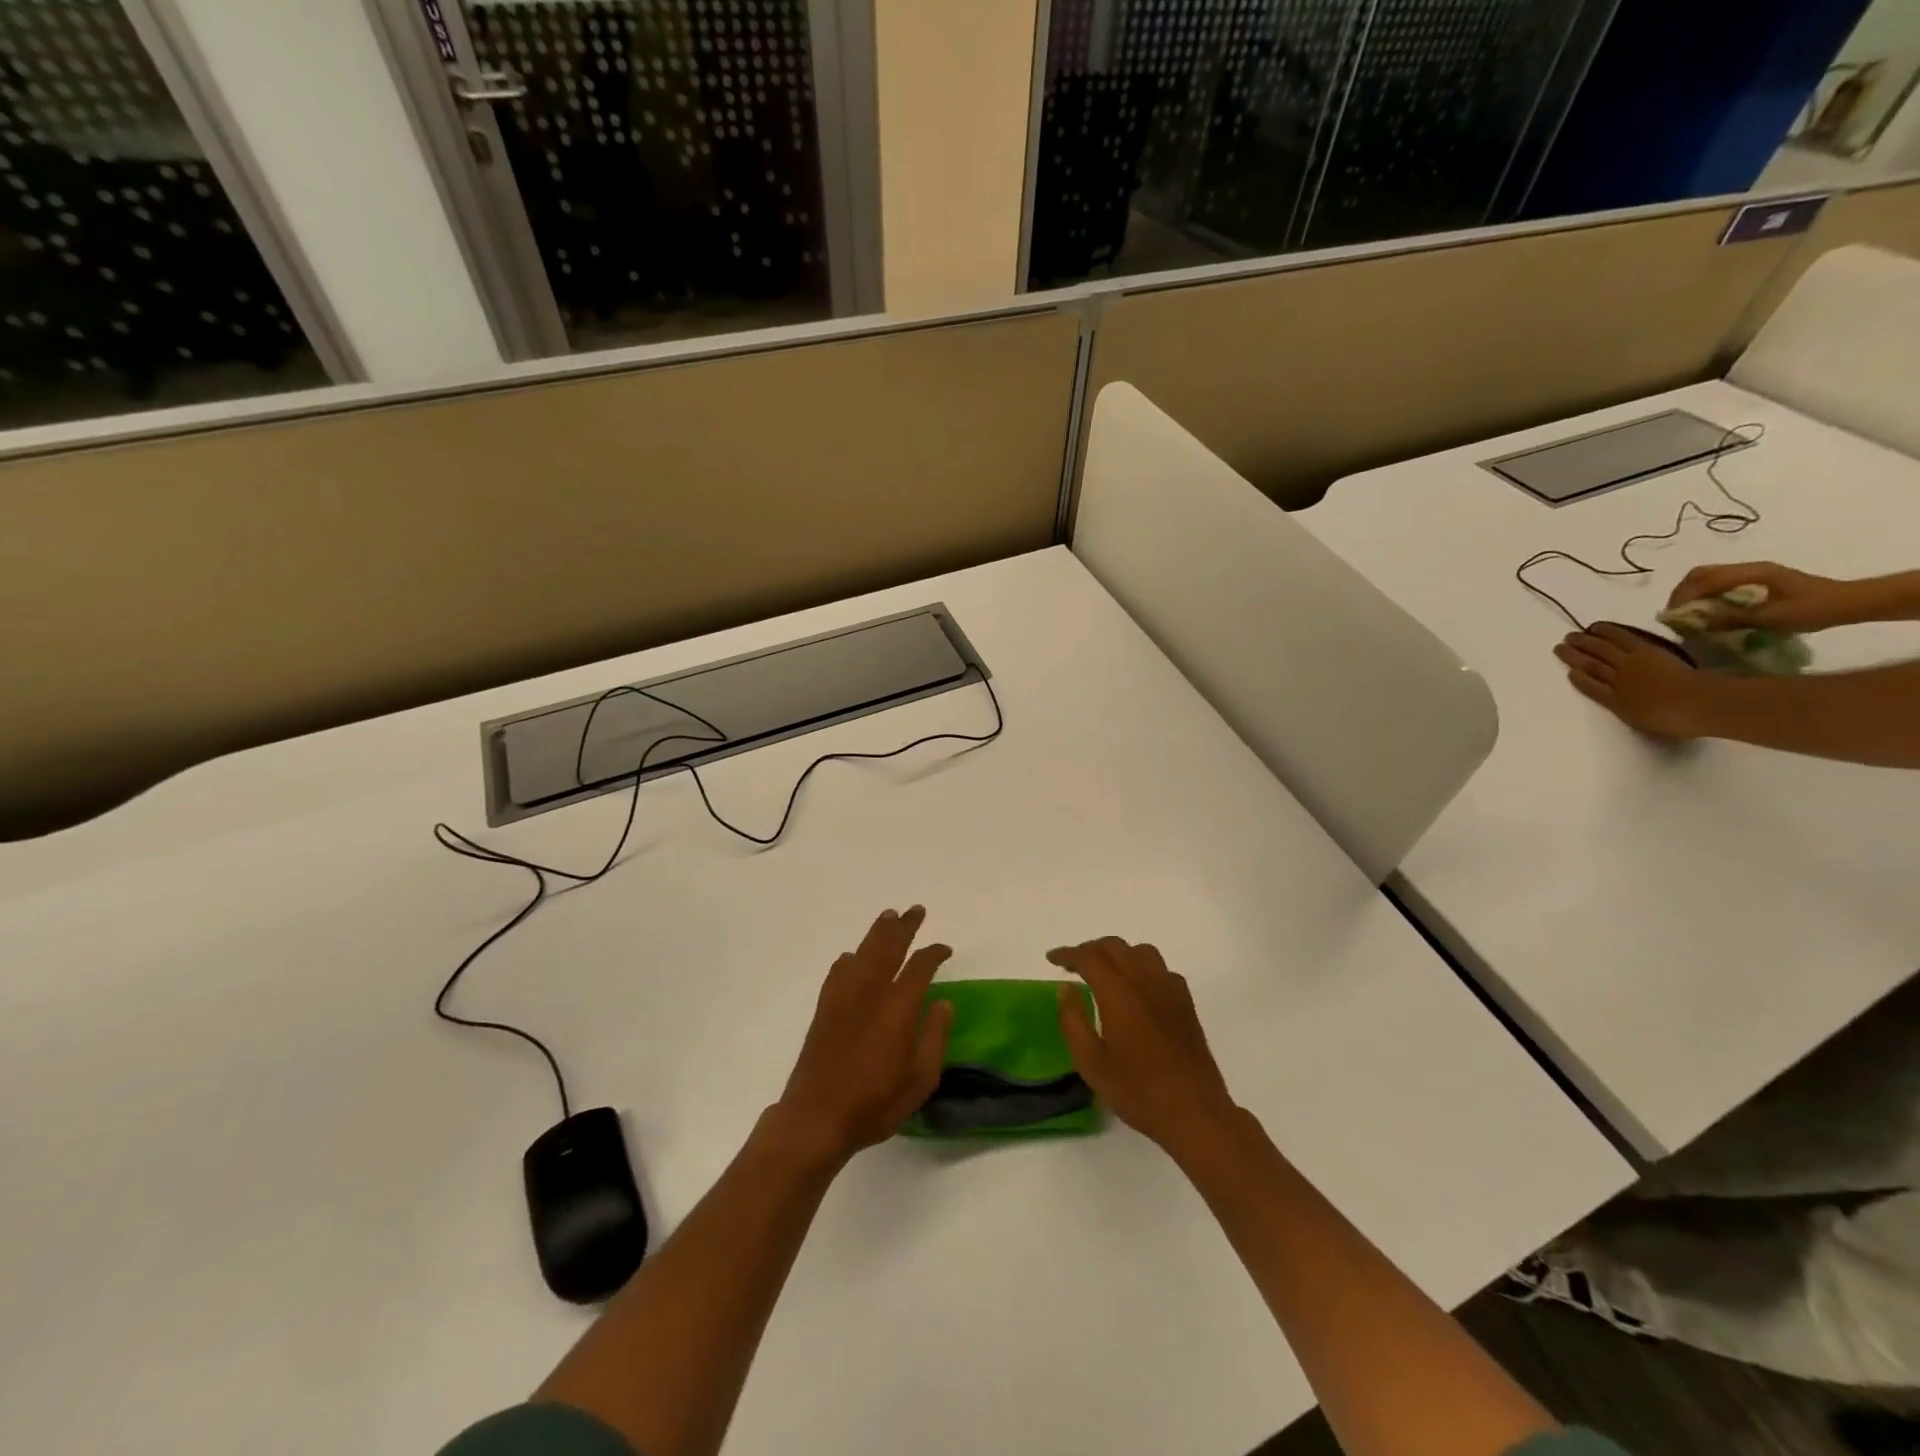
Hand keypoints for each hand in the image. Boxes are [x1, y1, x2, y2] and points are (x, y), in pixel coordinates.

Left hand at [776, 907, 952, 1163]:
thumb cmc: (875, 1102)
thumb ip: (935, 1036)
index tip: (944, 949)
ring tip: (889, 917)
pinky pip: (839, 970)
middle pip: (888, 946)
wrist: (817, 1116)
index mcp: (898, 1006)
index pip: (920, 965)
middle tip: (916, 911)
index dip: (934, 953)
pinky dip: (851, 957)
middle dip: (904, 926)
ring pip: (863, 951)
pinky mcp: (825, 1007)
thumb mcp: (920, 1079)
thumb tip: (943, 1002)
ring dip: (878, 932)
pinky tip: (853, 958)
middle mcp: (870, 991)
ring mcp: (843, 996)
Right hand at [1048, 937, 1237, 1154]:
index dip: (1068, 954)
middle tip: (1073, 966)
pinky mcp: (1186, 1002)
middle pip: (1114, 946)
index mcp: (1118, 992)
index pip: (1088, 957)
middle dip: (1090, 949)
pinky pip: (1161, 969)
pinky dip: (1143, 967)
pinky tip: (1139, 989)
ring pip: (1141, 951)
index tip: (1052, 959)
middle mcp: (1144, 981)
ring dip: (1119, 953)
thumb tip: (1066, 988)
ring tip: (1106, 972)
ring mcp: (1169, 989)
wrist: (1194, 1112)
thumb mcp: (1091, 1063)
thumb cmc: (1137, 1090)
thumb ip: (1073, 1020)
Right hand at [1554, 624, 1723, 738]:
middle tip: (1560, 646)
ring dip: (1586, 642)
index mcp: (1615, 702)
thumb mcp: (1644, 723)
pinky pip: (1622, 639)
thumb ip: (1629, 711)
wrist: (1701, 703)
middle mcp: (1617, 681)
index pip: (1591, 688)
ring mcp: (1632, 664)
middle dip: (1574, 656)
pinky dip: (1609, 633)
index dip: (1578, 679)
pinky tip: (1599, 628)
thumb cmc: (1678, 720)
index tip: (1568, 671)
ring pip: (1602, 651)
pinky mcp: (1647, 651)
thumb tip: (1619, 703)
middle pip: (1592, 666)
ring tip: (1574, 635)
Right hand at [1667, 562, 1863, 633]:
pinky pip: (1719, 583)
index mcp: (1752, 573)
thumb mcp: (1771, 618)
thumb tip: (1695, 620)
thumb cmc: (1813, 609)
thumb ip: (1731, 618)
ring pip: (1708, 577)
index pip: (1704, 579)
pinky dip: (1705, 594)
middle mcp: (1749, 568)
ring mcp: (1753, 572)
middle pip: (1701, 573)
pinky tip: (1707, 609)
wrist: (1850, 603)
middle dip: (1682, 593)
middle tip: (1676, 614)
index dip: (1683, 596)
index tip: (1673, 615)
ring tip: (1688, 613)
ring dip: (1692, 593)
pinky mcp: (1755, 580)